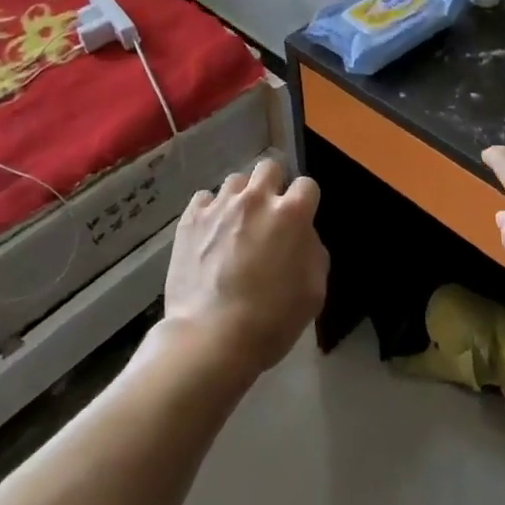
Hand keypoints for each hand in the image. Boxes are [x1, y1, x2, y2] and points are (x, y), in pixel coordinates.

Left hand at [161, 157, 328, 385]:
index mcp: (291, 214)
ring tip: (236, 224)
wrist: (212, 337)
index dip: (305, 202)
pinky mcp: (190, 218)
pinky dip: (210, 212)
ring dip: (241, 197)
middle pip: (269, 167)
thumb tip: (303, 236)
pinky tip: (209, 234)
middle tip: (268, 214)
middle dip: (273, 185)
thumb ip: (313, 252)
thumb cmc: (271, 320)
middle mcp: (256, 199)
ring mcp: (220, 206)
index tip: (300, 220)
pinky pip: (204, 199)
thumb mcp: (314, 292)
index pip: (307, 185)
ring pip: (235, 181)